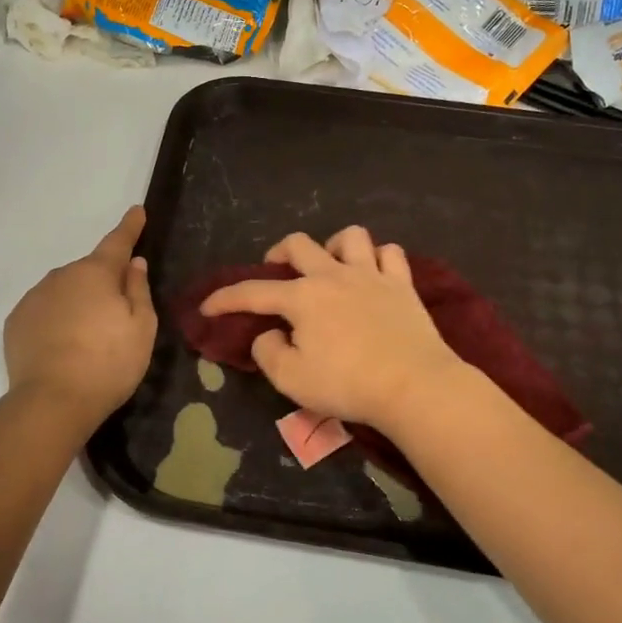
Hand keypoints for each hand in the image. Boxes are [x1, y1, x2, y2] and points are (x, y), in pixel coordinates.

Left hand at [5, 208, 156, 428]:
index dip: (130, 227)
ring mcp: (34, 298)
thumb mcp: (141, 327)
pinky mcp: (16, 322)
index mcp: (96, 273)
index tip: (136, 211)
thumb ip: (138, 290)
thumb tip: (133, 263)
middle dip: (103, 282)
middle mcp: (61, 276)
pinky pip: (44, 311)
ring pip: (64, 291)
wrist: (52, 401)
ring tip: (88, 339)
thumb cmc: (108, 363)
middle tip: (116, 315)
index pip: (117, 242)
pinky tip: (63, 347)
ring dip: (78, 303)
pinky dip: (56, 320)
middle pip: (89, 272)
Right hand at [200, 227, 467, 430]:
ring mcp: (372, 275)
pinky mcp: (403, 285)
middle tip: (276, 273)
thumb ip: (268, 352)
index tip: (207, 307)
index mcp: (302, 298)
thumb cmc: (347, 384)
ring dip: (333, 246)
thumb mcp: (291, 379)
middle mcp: (333, 275)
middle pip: (298, 244)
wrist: (414, 386)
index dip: (224, 299)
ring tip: (330, 267)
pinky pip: (390, 254)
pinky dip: (378, 259)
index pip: (252, 292)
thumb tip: (267, 334)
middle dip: (278, 253)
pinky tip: (372, 274)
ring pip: (350, 237)